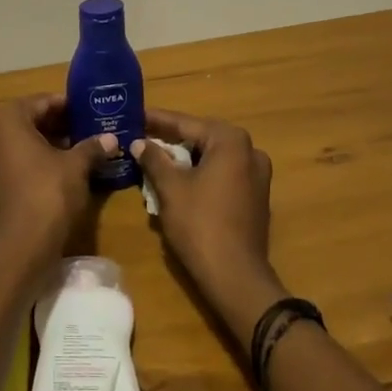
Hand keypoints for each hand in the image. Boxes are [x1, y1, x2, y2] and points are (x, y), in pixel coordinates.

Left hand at [0, 95, 114, 256]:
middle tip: (88, 127)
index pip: (41, 102)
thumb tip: (110, 139)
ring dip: (51, 142)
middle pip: (30, 120)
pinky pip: (18, 161)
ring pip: (24, 142)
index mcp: (7, 120)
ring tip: (82, 147)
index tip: (89, 110)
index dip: (67, 105)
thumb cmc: (49, 192)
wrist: (23, 244)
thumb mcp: (76, 166)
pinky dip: (39, 160)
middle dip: (59, 124)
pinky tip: (66, 168)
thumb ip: (92, 147)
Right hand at [130, 111, 283, 346]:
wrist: (235, 275)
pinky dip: (201, 174)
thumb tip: (140, 142)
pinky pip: (222, 175)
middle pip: (202, 138)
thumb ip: (154, 159)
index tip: (134, 115)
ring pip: (212, 157)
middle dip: (171, 138)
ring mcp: (257, 175)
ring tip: (155, 157)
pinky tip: (178, 180)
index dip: (157, 120)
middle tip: (141, 135)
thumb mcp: (170, 188)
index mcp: (230, 141)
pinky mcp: (255, 197)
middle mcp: (250, 151)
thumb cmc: (200, 224)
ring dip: (186, 158)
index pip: (186, 124)